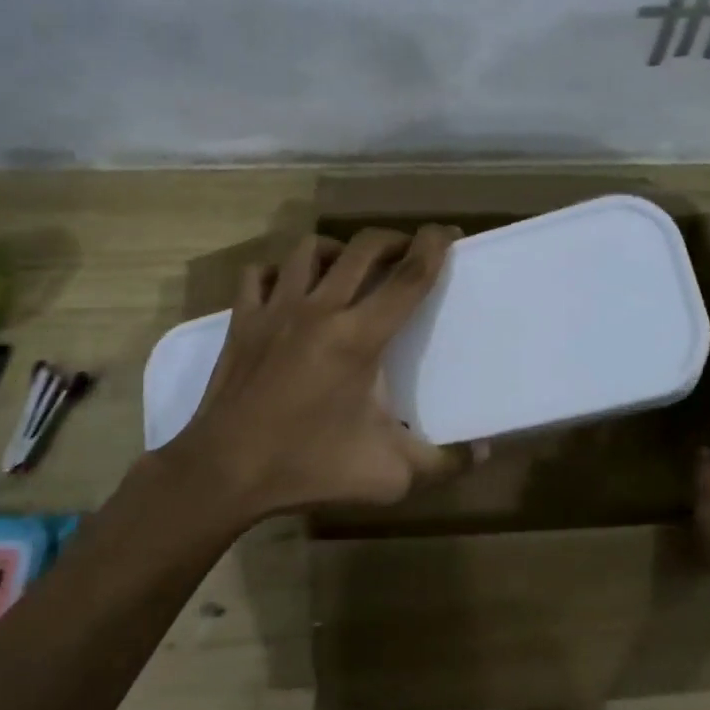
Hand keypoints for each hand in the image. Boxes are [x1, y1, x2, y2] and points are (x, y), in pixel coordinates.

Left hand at [155, 224, 460, 519]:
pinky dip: (280, 271)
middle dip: (393, 240)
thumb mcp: (389, 475)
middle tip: (408, 252)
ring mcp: (276, 309)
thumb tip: (484, 452)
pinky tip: (290, 287)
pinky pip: (260, 274)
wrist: (224, 472)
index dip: (434, 247)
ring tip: (350, 265)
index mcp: (359, 338)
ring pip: (309, 250)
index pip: (409, 277)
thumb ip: (443, 463)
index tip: (449, 233)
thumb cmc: (309, 468)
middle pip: (363, 248)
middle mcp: (319, 309)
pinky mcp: (242, 319)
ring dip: (339, 249)